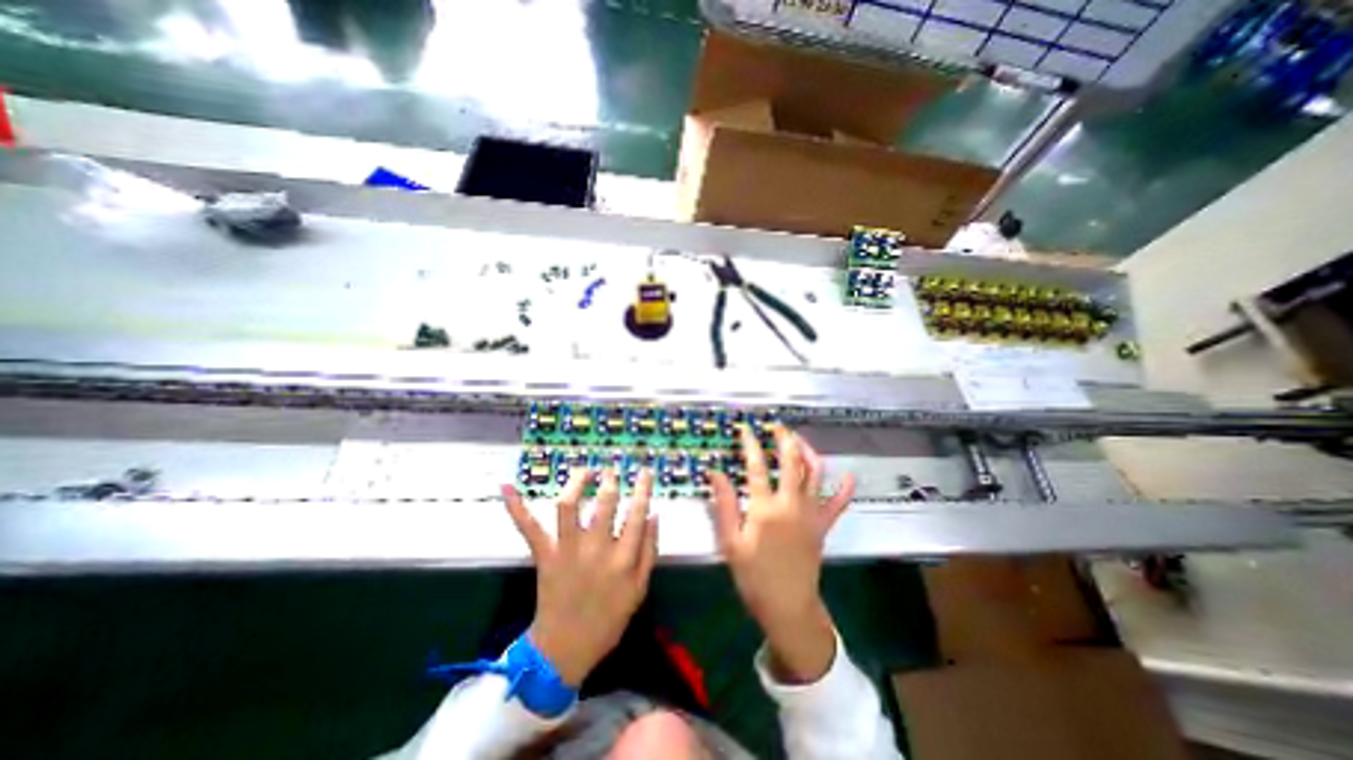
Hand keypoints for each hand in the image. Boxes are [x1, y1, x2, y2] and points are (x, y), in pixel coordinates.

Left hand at [501, 470, 661, 687]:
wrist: (565, 650)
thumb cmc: (608, 620)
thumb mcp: (639, 589)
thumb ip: (650, 551)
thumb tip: (654, 514)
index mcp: (623, 558)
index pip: (637, 513)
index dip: (643, 488)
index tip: (645, 471)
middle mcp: (596, 549)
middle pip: (605, 502)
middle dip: (610, 480)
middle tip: (611, 471)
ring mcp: (567, 550)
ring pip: (569, 506)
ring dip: (577, 483)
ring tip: (585, 472)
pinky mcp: (544, 555)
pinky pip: (529, 528)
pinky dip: (517, 507)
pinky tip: (507, 487)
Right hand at [710, 426, 853, 681]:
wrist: (788, 607)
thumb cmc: (754, 576)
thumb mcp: (731, 542)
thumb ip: (724, 504)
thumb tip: (715, 472)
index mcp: (765, 508)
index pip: (757, 466)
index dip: (751, 444)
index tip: (747, 428)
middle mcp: (791, 504)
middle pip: (791, 462)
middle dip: (785, 439)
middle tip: (778, 426)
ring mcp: (811, 514)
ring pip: (815, 474)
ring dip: (809, 453)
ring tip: (799, 440)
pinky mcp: (823, 526)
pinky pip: (838, 504)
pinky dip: (845, 489)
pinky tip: (849, 475)